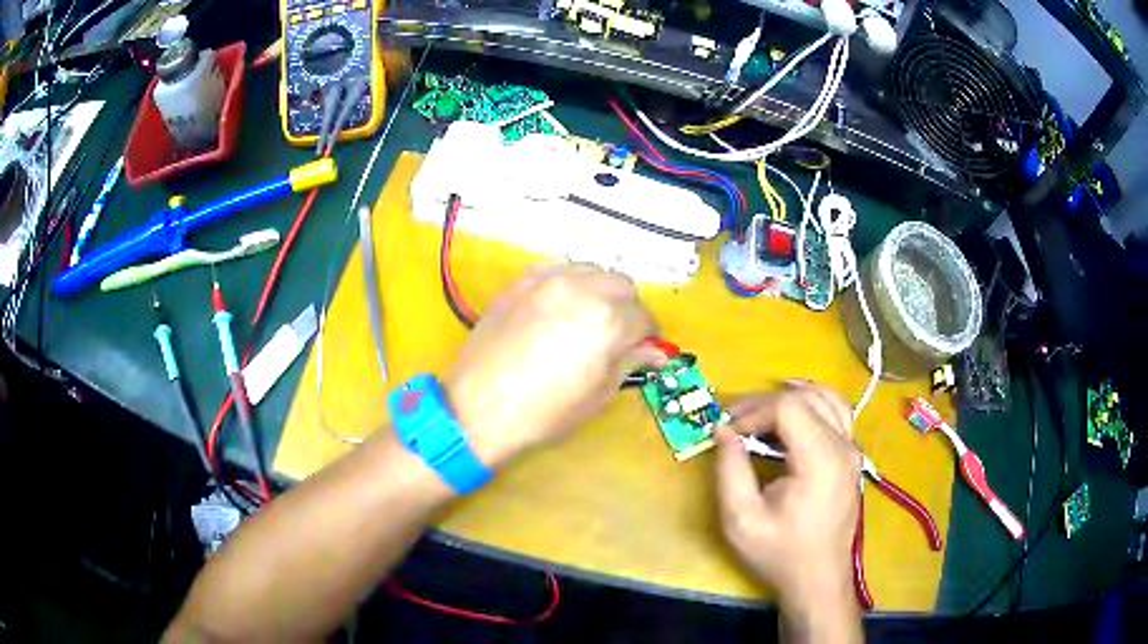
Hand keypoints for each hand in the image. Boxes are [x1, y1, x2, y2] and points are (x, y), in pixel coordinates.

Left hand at [447, 265, 663, 468]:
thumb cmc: (544, 412)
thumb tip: (656, 352)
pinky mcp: (521, 282)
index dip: (650, 337)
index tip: (645, 350)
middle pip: (622, 285)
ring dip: (602, 291)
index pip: (644, 318)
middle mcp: (581, 289)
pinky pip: (558, 270)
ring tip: (590, 319)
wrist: (479, 408)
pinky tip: (561, 308)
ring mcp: (548, 280)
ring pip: (592, 271)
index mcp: (607, 321)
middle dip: (629, 308)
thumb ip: (630, 362)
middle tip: (620, 335)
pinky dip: (571, 284)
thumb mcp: (598, 394)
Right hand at [714, 385, 861, 639]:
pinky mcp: (851, 456)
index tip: (729, 433)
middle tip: (735, 420)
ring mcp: (852, 449)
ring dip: (791, 396)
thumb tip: (723, 431)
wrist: (818, 577)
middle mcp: (843, 446)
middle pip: (805, 397)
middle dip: (766, 402)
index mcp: (820, 460)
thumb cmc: (780, 553)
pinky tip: (795, 406)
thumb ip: (730, 471)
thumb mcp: (742, 520)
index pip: (788, 407)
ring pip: (825, 397)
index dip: (754, 412)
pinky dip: (813, 401)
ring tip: (760, 408)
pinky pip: (837, 411)